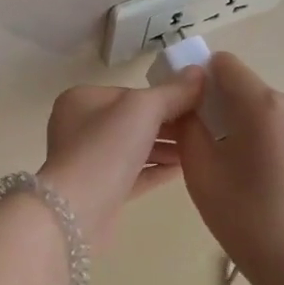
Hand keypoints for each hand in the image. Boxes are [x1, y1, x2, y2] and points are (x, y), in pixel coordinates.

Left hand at [39, 70, 205, 247]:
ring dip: (165, 148)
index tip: (198, 104)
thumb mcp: (143, 109)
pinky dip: (157, 170)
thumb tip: (199, 72)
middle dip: (169, 124)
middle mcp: (80, 127)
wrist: (78, 212)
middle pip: (133, 120)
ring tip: (200, 148)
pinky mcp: (100, 191)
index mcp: (82, 100)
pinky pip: (134, 174)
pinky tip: (184, 169)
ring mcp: (89, 161)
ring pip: (134, 148)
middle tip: (205, 128)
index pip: (131, 93)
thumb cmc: (106, 148)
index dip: (166, 97)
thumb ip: (173, 92)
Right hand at [175, 52, 283, 284]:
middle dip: (226, 108)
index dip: (203, 80)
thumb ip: (189, 126)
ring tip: (242, 171)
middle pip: (248, 88)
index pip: (225, 64)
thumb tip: (190, 105)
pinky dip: (272, 140)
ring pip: (269, 109)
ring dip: (250, 126)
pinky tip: (268, 178)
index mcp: (262, 104)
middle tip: (212, 150)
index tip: (193, 112)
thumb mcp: (201, 172)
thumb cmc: (247, 218)